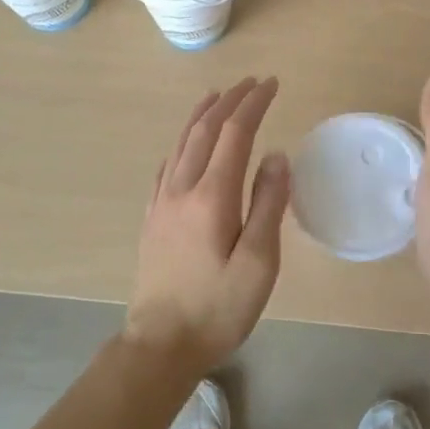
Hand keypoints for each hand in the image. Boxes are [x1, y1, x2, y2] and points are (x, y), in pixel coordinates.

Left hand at [125, 77, 289, 375]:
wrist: (160, 346)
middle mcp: (183, 189)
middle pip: (206, 130)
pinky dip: (181, 142)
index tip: (271, 84)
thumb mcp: (258, 263)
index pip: (234, 133)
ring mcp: (162, 202)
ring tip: (217, 95)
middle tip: (251, 82)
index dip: (253, 104)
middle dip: (230, 101)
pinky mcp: (152, 218)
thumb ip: (268, 205)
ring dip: (202, 114)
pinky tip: (186, 143)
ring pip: (182, 143)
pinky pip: (166, 165)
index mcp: (212, 196)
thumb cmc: (217, 308)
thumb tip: (276, 155)